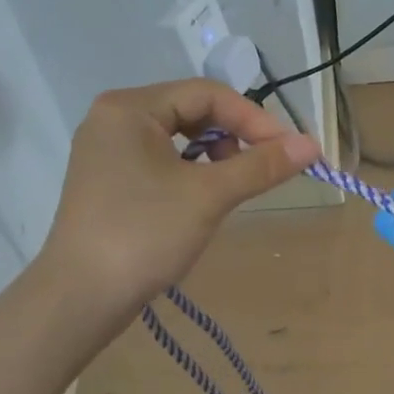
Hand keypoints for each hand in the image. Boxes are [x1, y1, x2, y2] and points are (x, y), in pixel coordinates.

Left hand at [39, 80, 319, 317]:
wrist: (80, 298)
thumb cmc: (145, 235)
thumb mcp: (209, 196)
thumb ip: (261, 165)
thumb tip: (312, 144)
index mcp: (130, 107)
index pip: (207, 94)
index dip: (253, 118)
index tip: (288, 150)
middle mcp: (113, 118)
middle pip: (190, 111)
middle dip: (233, 136)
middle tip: (262, 168)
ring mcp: (106, 150)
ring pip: (177, 138)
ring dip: (214, 156)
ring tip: (232, 187)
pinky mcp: (107, 180)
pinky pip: (159, 160)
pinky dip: (190, 172)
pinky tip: (202, 199)